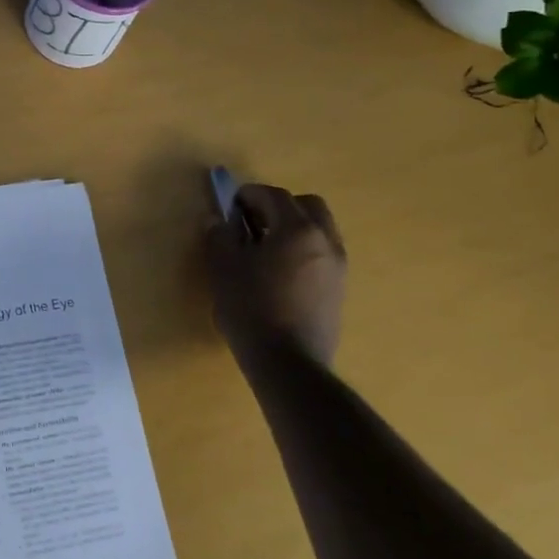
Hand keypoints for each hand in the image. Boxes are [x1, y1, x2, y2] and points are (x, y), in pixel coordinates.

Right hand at [206, 184, 346, 368]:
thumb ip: (220, 236)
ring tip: (265, 249)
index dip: (249, 194)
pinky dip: (303, 251)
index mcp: (297, 229)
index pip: (274, 195)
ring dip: (294, 228)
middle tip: (252, 222)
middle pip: (306, 206)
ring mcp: (337, 267)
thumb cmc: (251, 308)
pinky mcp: (339, 290)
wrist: (289, 364)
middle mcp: (325, 241)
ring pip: (319, 230)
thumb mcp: (223, 268)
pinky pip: (322, 254)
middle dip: (279, 206)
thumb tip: (218, 219)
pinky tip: (279, 274)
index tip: (230, 204)